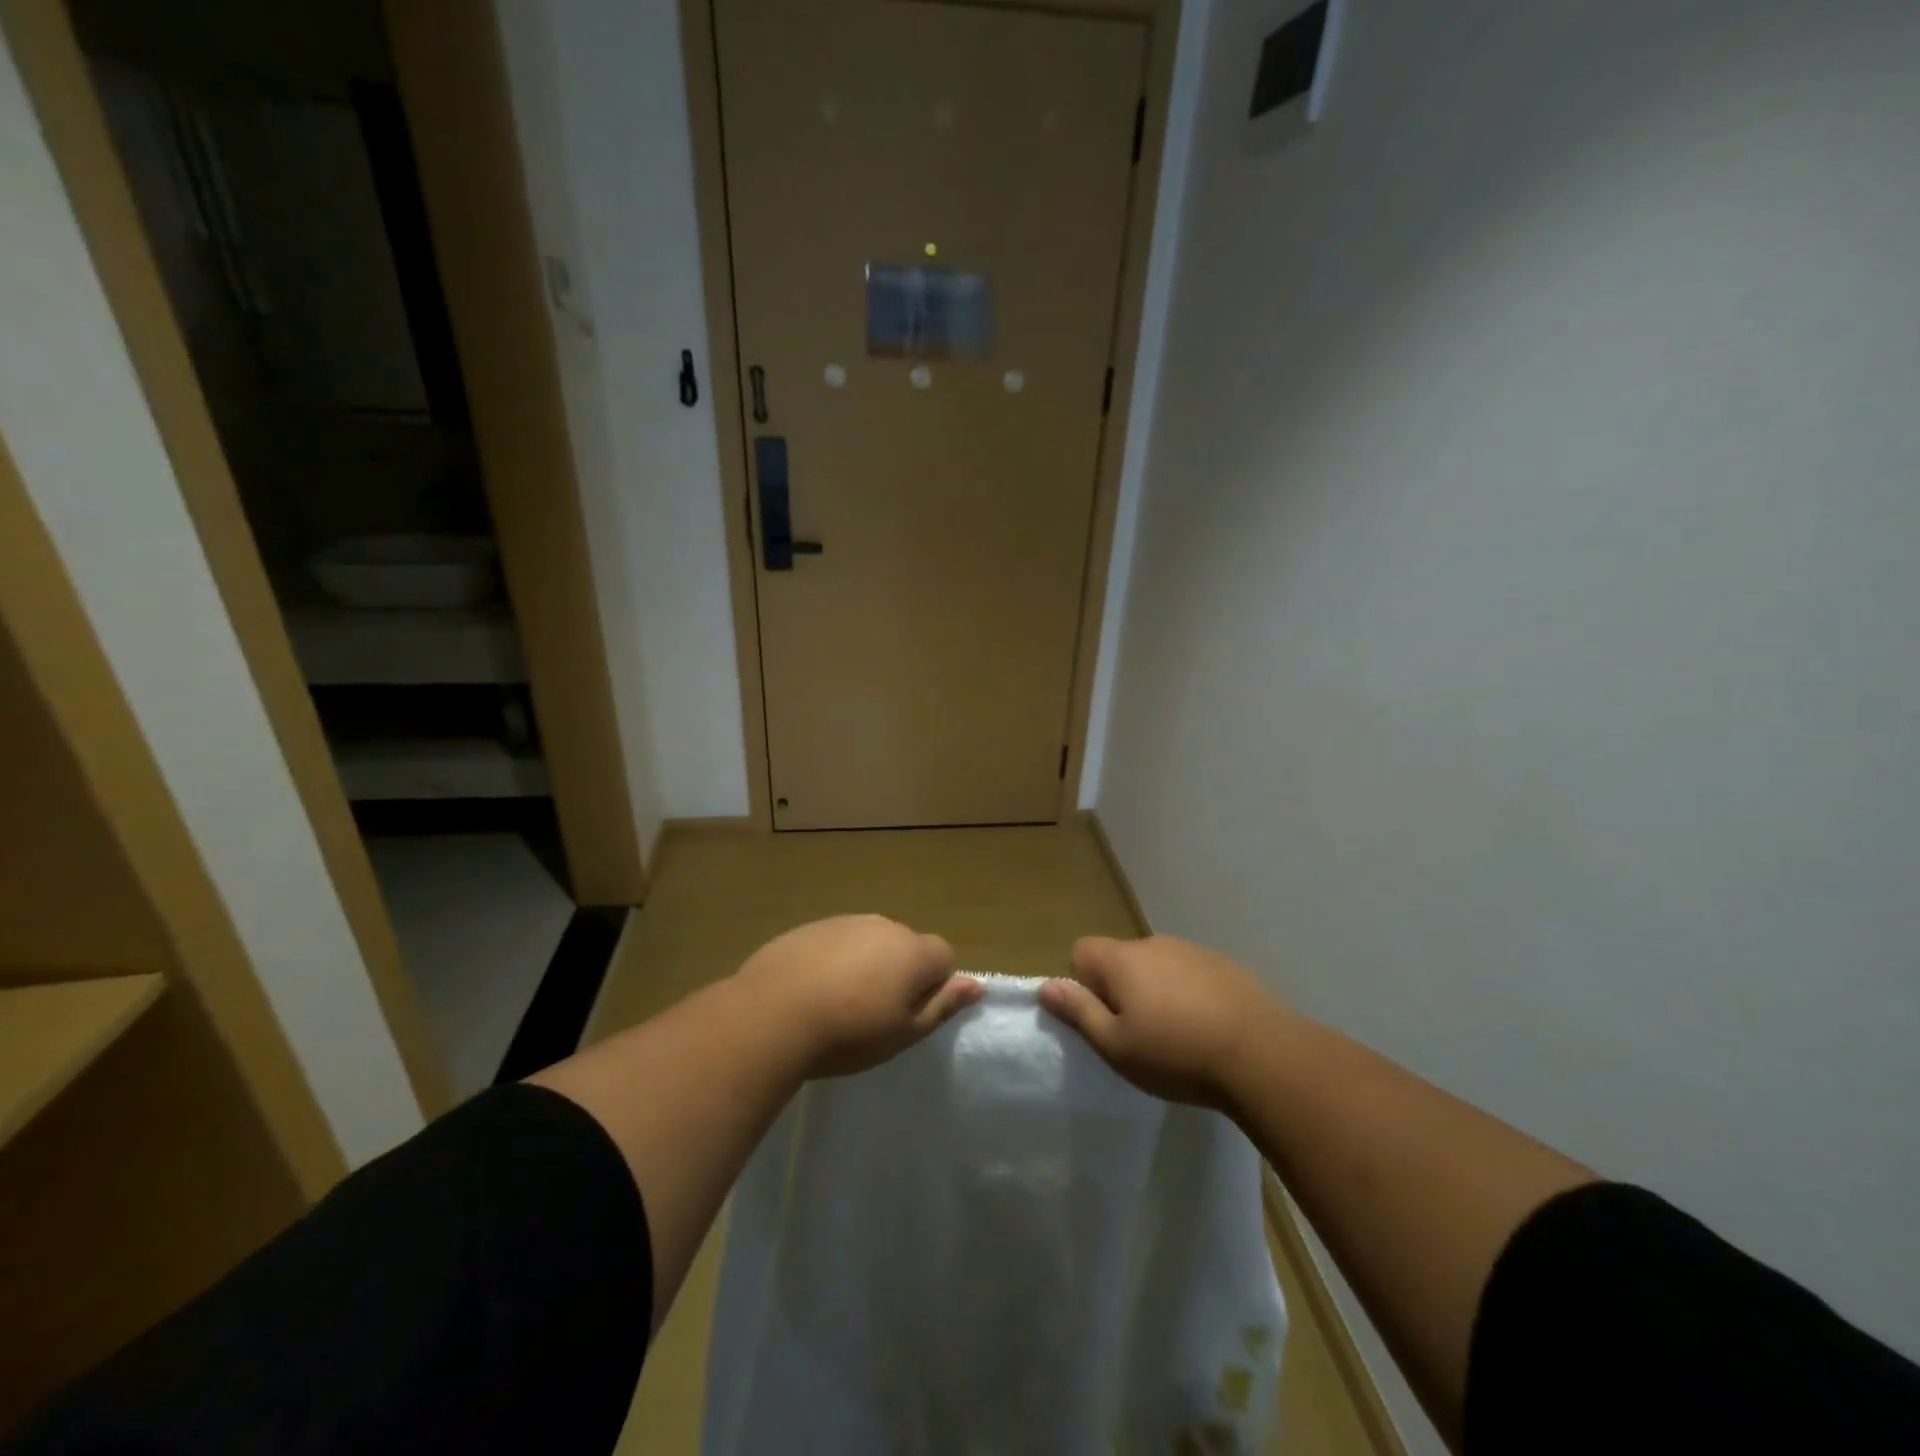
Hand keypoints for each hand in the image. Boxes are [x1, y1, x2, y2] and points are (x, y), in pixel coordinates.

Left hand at [734, 915, 981, 1078]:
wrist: (773, 1014)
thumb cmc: (849, 1032)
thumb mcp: (903, 1032)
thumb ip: (942, 1006)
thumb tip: (976, 985)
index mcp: (913, 950)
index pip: (945, 956)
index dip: (935, 985)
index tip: (910, 1014)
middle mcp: (884, 925)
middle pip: (906, 946)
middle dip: (900, 972)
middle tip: (875, 1014)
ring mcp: (844, 922)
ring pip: (870, 942)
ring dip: (866, 965)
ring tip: (840, 1005)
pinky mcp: (810, 927)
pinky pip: (836, 942)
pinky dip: (833, 961)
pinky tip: (812, 991)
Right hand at [1039, 935, 1283, 1110]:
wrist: (1263, 1055)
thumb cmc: (1177, 1054)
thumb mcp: (1117, 1047)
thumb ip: (1079, 1012)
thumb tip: (1045, 986)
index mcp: (1123, 960)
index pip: (1081, 951)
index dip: (1083, 984)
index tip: (1103, 1019)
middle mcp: (1154, 944)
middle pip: (1121, 959)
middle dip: (1121, 990)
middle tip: (1139, 1035)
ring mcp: (1193, 951)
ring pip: (1158, 967)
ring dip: (1157, 992)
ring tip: (1177, 1036)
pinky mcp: (1225, 965)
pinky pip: (1191, 974)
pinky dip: (1190, 994)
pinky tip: (1208, 1029)